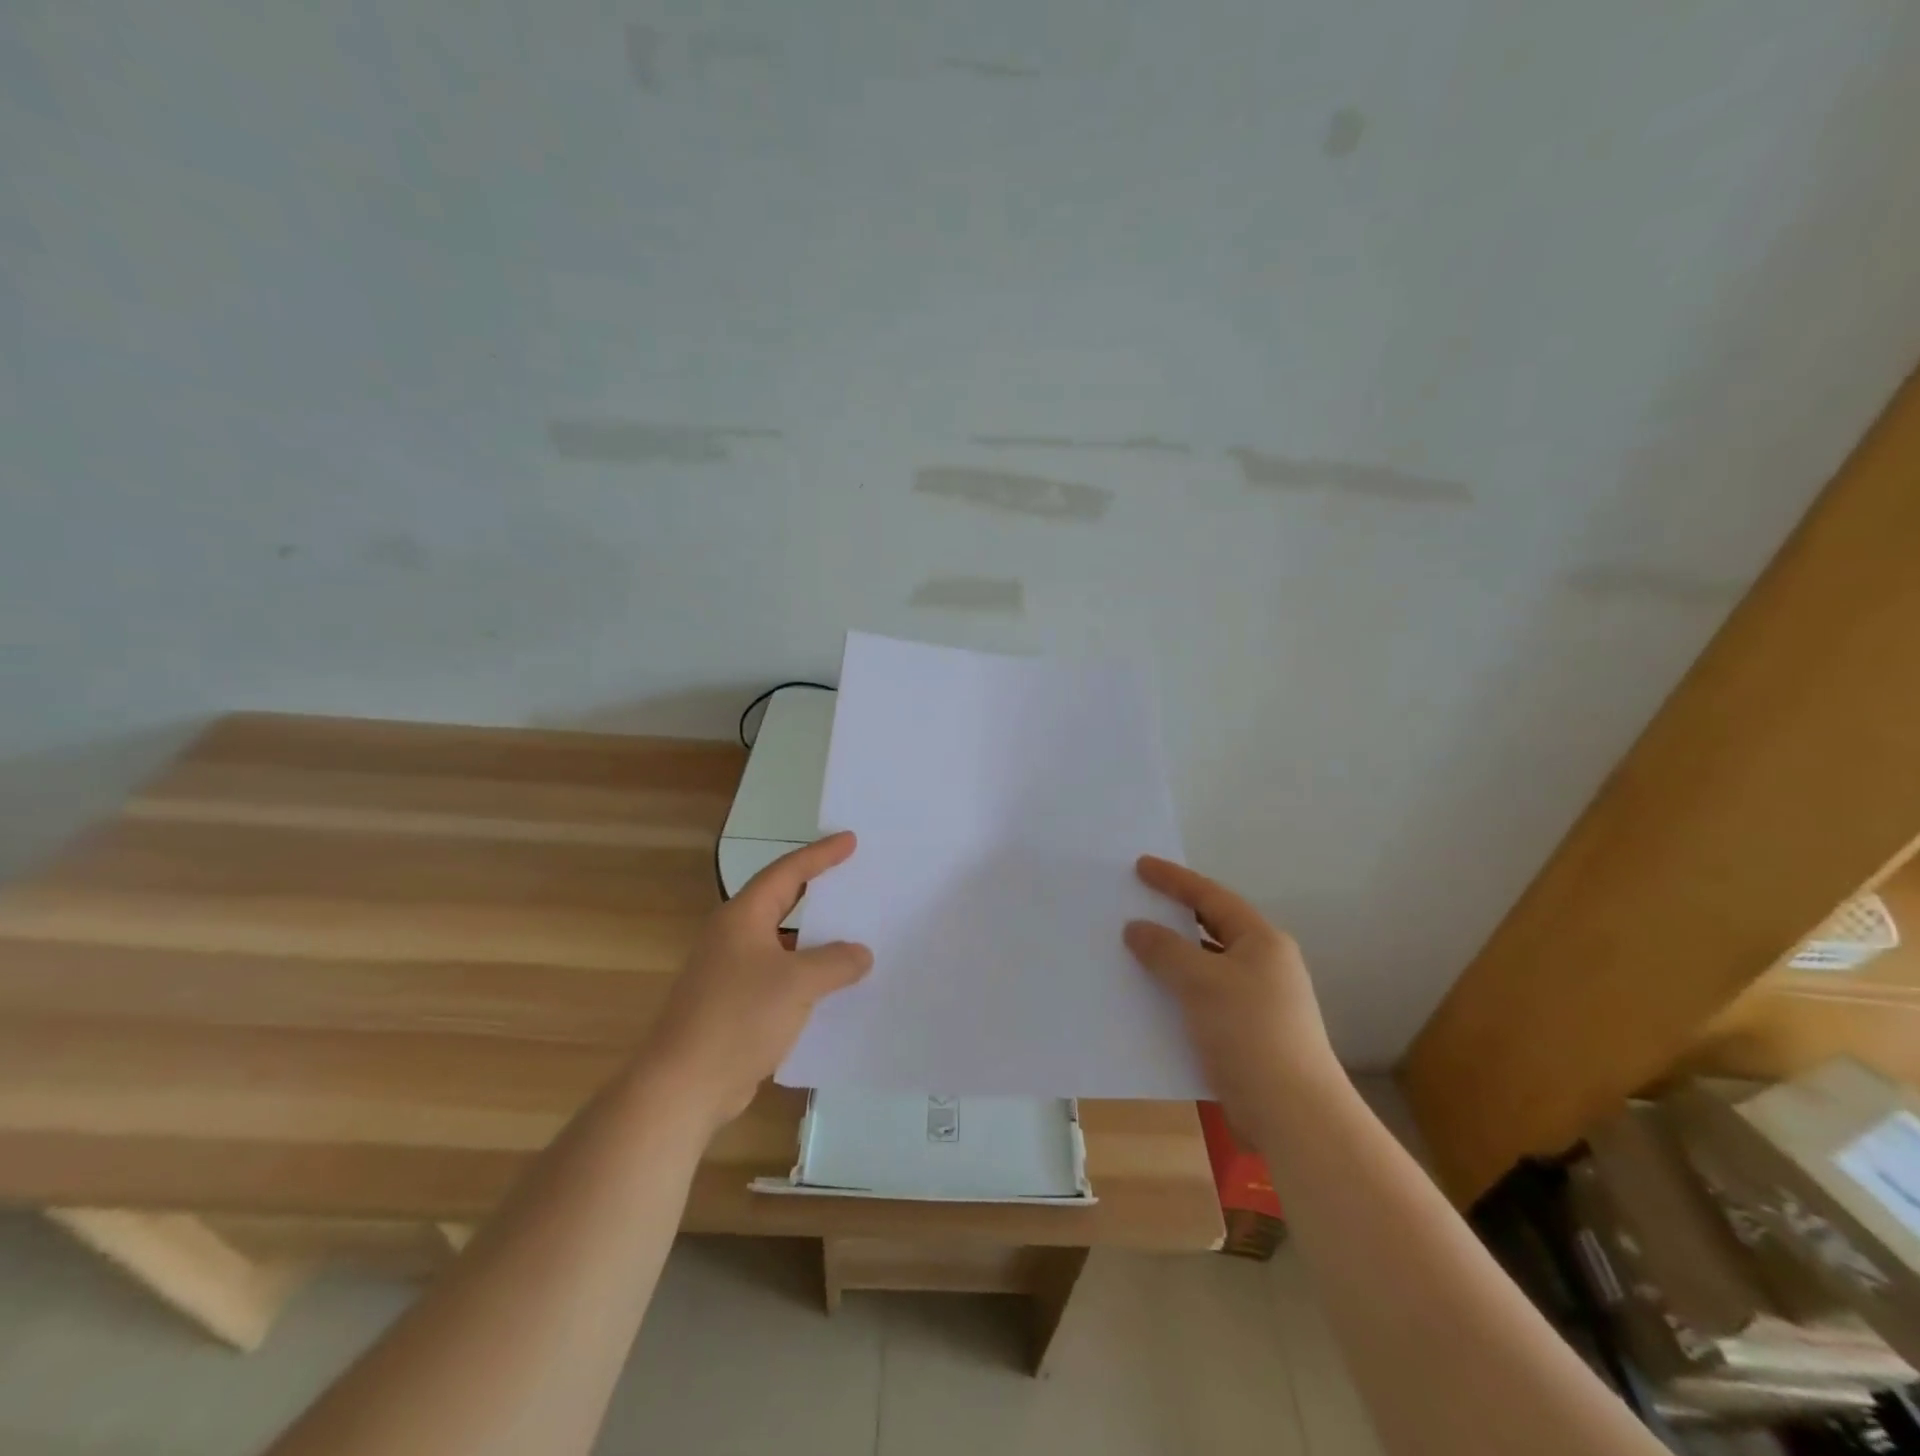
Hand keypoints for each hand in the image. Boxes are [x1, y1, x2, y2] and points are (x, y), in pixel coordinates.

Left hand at [639, 832, 872, 1131]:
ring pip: (783, 943)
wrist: (683, 1087)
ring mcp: (731, 972)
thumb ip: (835, 962)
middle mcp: (734, 937)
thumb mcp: (797, 984)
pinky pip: (780, 976)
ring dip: (816, 939)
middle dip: (818, 891)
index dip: (820, 855)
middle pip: (783, 902)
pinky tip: (834, 987)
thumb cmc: (738, 1019)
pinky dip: (807, 975)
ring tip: (855, 933)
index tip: (850, 840)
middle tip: (854, 878)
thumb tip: (861, 953)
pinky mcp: (735, 1005)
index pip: (787, 872)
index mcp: (743, 918)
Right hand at [1124, 856, 1338, 1139]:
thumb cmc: (1250, 1033)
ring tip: (1131, 949)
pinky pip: (1201, 1000)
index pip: (1211, 897)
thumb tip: (1136, 928)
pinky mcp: (1245, 1035)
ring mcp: (1256, 1002)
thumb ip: (1165, 950)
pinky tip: (1147, 998)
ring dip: (1170, 959)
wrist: (1293, 1116)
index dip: (1174, 880)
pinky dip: (1175, 994)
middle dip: (1172, 918)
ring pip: (1204, 967)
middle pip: (1210, 929)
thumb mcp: (1201, 982)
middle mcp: (1263, 966)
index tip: (1140, 866)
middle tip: (1134, 903)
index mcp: (1262, 942)